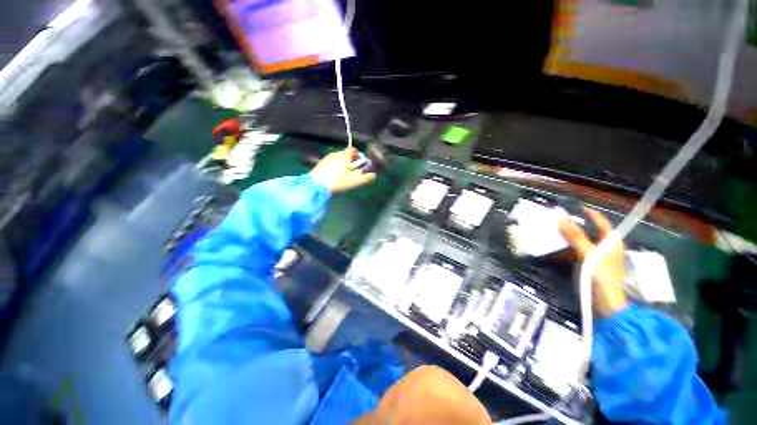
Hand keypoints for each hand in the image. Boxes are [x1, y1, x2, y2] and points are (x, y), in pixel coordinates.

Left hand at [309, 147, 375, 192]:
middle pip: (346, 155)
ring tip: (343, 177)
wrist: (316, 186)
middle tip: (353, 173)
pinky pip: (330, 163)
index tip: (359, 164)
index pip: (353, 149)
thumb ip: (366, 178)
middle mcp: (335, 153)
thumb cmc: (338, 182)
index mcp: (344, 155)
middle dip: (350, 162)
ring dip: (342, 165)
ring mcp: (326, 158)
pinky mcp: (319, 164)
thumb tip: (374, 175)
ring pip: (338, 159)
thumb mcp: (355, 182)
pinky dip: (334, 168)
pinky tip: (333, 178)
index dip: (358, 155)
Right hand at [559, 209, 627, 317]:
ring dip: (572, 236)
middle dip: (577, 224)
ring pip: (586, 241)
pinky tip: (561, 248)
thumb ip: (574, 235)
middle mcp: (608, 247)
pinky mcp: (594, 266)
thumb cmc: (601, 275)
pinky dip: (571, 247)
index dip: (589, 213)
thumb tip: (560, 216)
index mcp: (611, 241)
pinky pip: (581, 251)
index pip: (601, 221)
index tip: (574, 207)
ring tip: (557, 232)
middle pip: (592, 231)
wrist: (607, 303)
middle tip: (560, 220)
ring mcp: (601, 257)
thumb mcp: (587, 253)